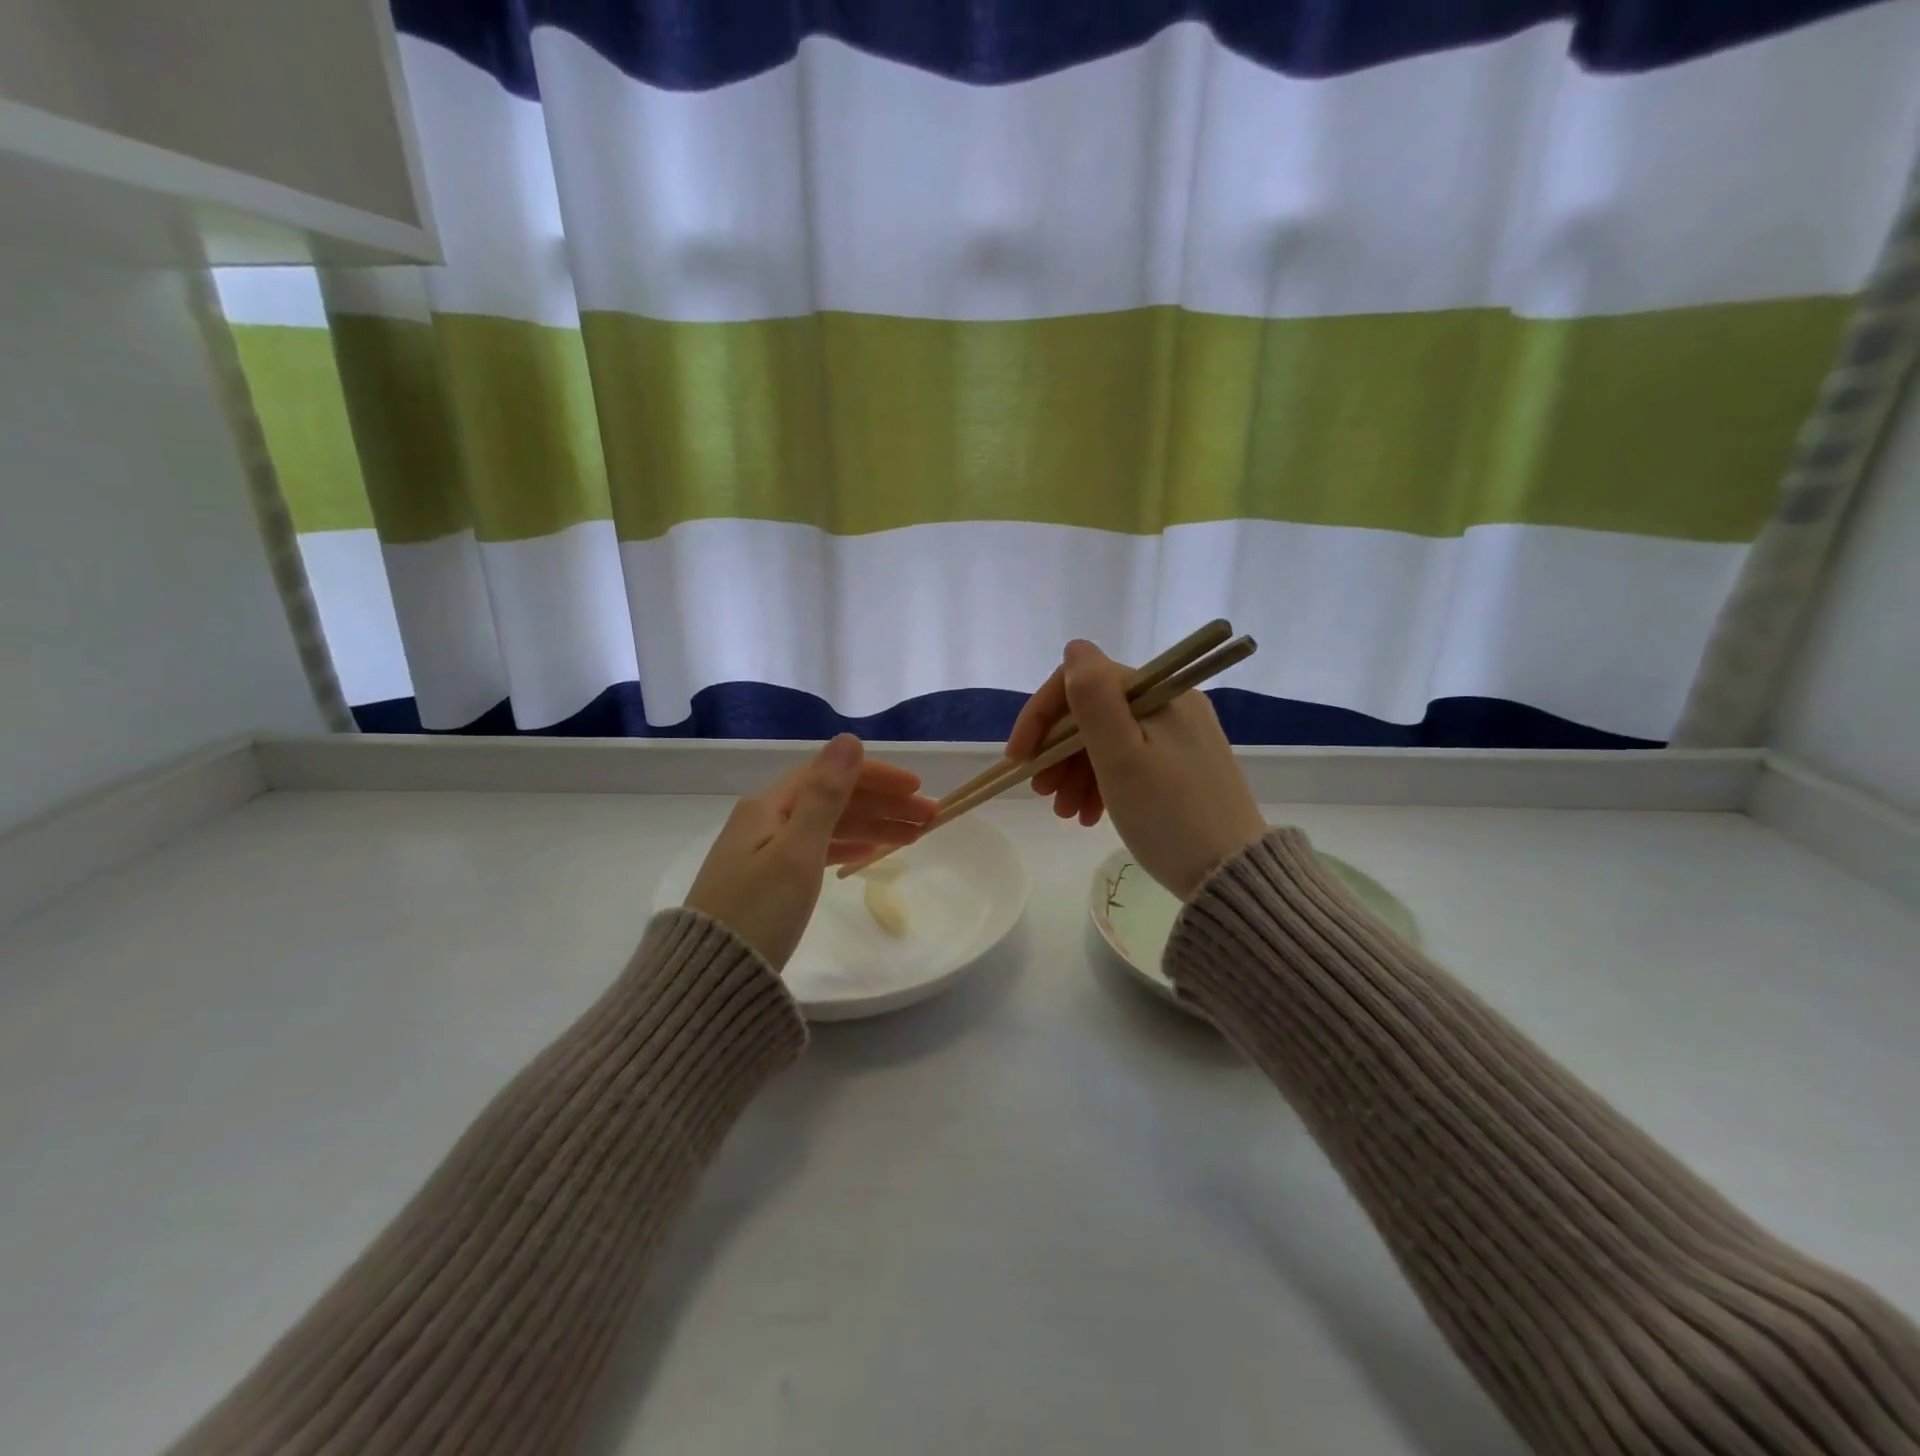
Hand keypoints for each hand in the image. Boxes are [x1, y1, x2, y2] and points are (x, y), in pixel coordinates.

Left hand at [684, 735, 935, 968]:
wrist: (710, 980)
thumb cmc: (758, 912)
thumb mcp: (797, 852)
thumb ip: (825, 796)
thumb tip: (848, 739)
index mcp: (769, 806)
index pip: (831, 774)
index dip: (878, 777)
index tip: (918, 790)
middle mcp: (765, 820)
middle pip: (833, 799)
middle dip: (883, 804)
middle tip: (929, 818)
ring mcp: (764, 850)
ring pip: (829, 825)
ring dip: (872, 825)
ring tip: (914, 837)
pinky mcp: (767, 879)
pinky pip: (817, 849)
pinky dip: (848, 847)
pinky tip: (871, 853)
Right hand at [1008, 640, 1267, 900]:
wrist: (1231, 876)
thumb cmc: (1168, 816)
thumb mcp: (1121, 758)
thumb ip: (1093, 700)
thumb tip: (1075, 648)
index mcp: (1158, 694)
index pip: (1082, 682)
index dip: (1041, 715)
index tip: (1019, 758)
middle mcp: (1171, 704)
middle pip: (1093, 712)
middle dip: (1057, 750)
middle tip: (1042, 792)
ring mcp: (1179, 735)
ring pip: (1107, 739)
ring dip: (1075, 771)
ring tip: (1064, 813)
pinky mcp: (1182, 764)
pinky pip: (1129, 760)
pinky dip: (1101, 782)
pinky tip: (1089, 815)